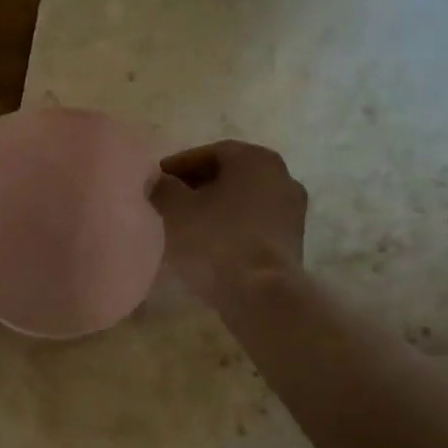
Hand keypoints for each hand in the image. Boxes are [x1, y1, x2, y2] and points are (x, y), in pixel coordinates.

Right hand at [148, 140, 307, 304]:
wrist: (261, 294)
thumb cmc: (216, 241)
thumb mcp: (176, 210)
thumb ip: (162, 188)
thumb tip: (156, 180)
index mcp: (255, 159)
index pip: (209, 153)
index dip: (177, 166)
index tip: (156, 181)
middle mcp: (281, 176)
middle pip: (229, 175)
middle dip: (197, 187)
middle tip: (168, 202)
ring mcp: (292, 210)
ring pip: (242, 201)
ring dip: (214, 209)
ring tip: (185, 226)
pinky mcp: (292, 241)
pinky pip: (253, 225)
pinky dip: (230, 228)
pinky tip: (208, 245)